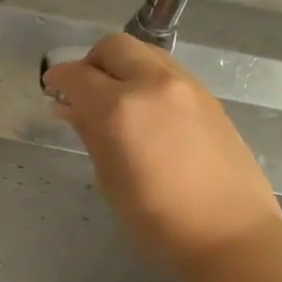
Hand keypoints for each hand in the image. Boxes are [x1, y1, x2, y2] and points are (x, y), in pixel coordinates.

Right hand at [43, 32, 281, 278]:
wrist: (229, 234)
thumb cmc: (156, 218)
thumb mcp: (109, 177)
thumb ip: (88, 132)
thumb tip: (69, 108)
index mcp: (119, 108)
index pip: (77, 74)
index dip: (58, 78)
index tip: (52, 90)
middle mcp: (153, 84)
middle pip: (113, 47)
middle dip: (91, 63)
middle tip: (84, 92)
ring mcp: (186, 86)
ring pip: (143, 54)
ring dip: (121, 67)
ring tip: (116, 101)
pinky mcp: (208, 97)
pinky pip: (167, 72)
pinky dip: (147, 79)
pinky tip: (146, 113)